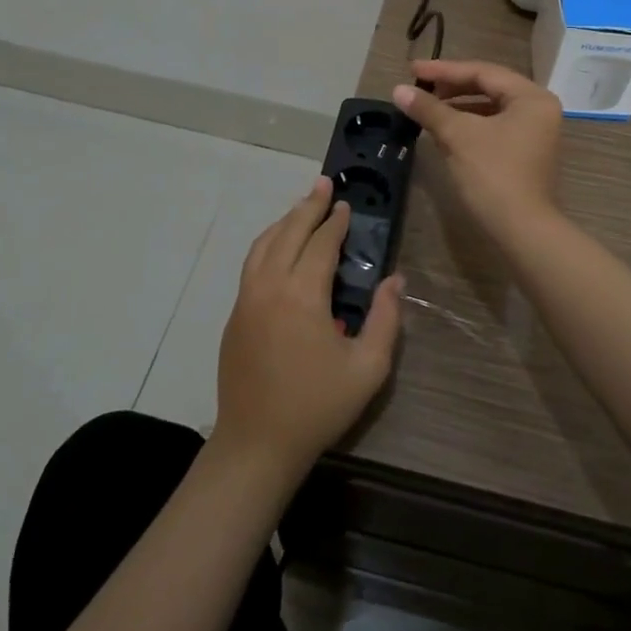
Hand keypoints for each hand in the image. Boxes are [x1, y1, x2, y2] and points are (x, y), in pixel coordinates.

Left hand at [213, 177, 402, 481]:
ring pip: (264, 244)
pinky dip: (268, 243)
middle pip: (289, 233)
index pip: (321, 244)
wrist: (256, 445)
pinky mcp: (235, 315)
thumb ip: (385, 319)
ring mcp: (247, 299)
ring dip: (284, 221)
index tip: (346, 204)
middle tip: (324, 184)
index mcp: (302, 296)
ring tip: (303, 207)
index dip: (335, 222)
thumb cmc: (317, 407)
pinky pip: (252, 264)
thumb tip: (395, 280)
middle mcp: (270, 287)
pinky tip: (278, 245)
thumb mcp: (367, 369)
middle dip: (308, 206)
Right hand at [393, 59, 562, 238]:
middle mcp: (539, 109)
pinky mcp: (526, 153)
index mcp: (531, 97)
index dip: (444, 70)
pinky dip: (469, 125)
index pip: (483, 72)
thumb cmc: (493, 175)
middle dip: (451, 86)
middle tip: (419, 86)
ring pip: (490, 108)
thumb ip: (429, 108)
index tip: (413, 70)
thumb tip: (398, 90)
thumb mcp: (458, 136)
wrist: (522, 231)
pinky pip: (494, 127)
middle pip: (489, 87)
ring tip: (427, 107)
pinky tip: (444, 130)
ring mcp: (535, 132)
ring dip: (458, 106)